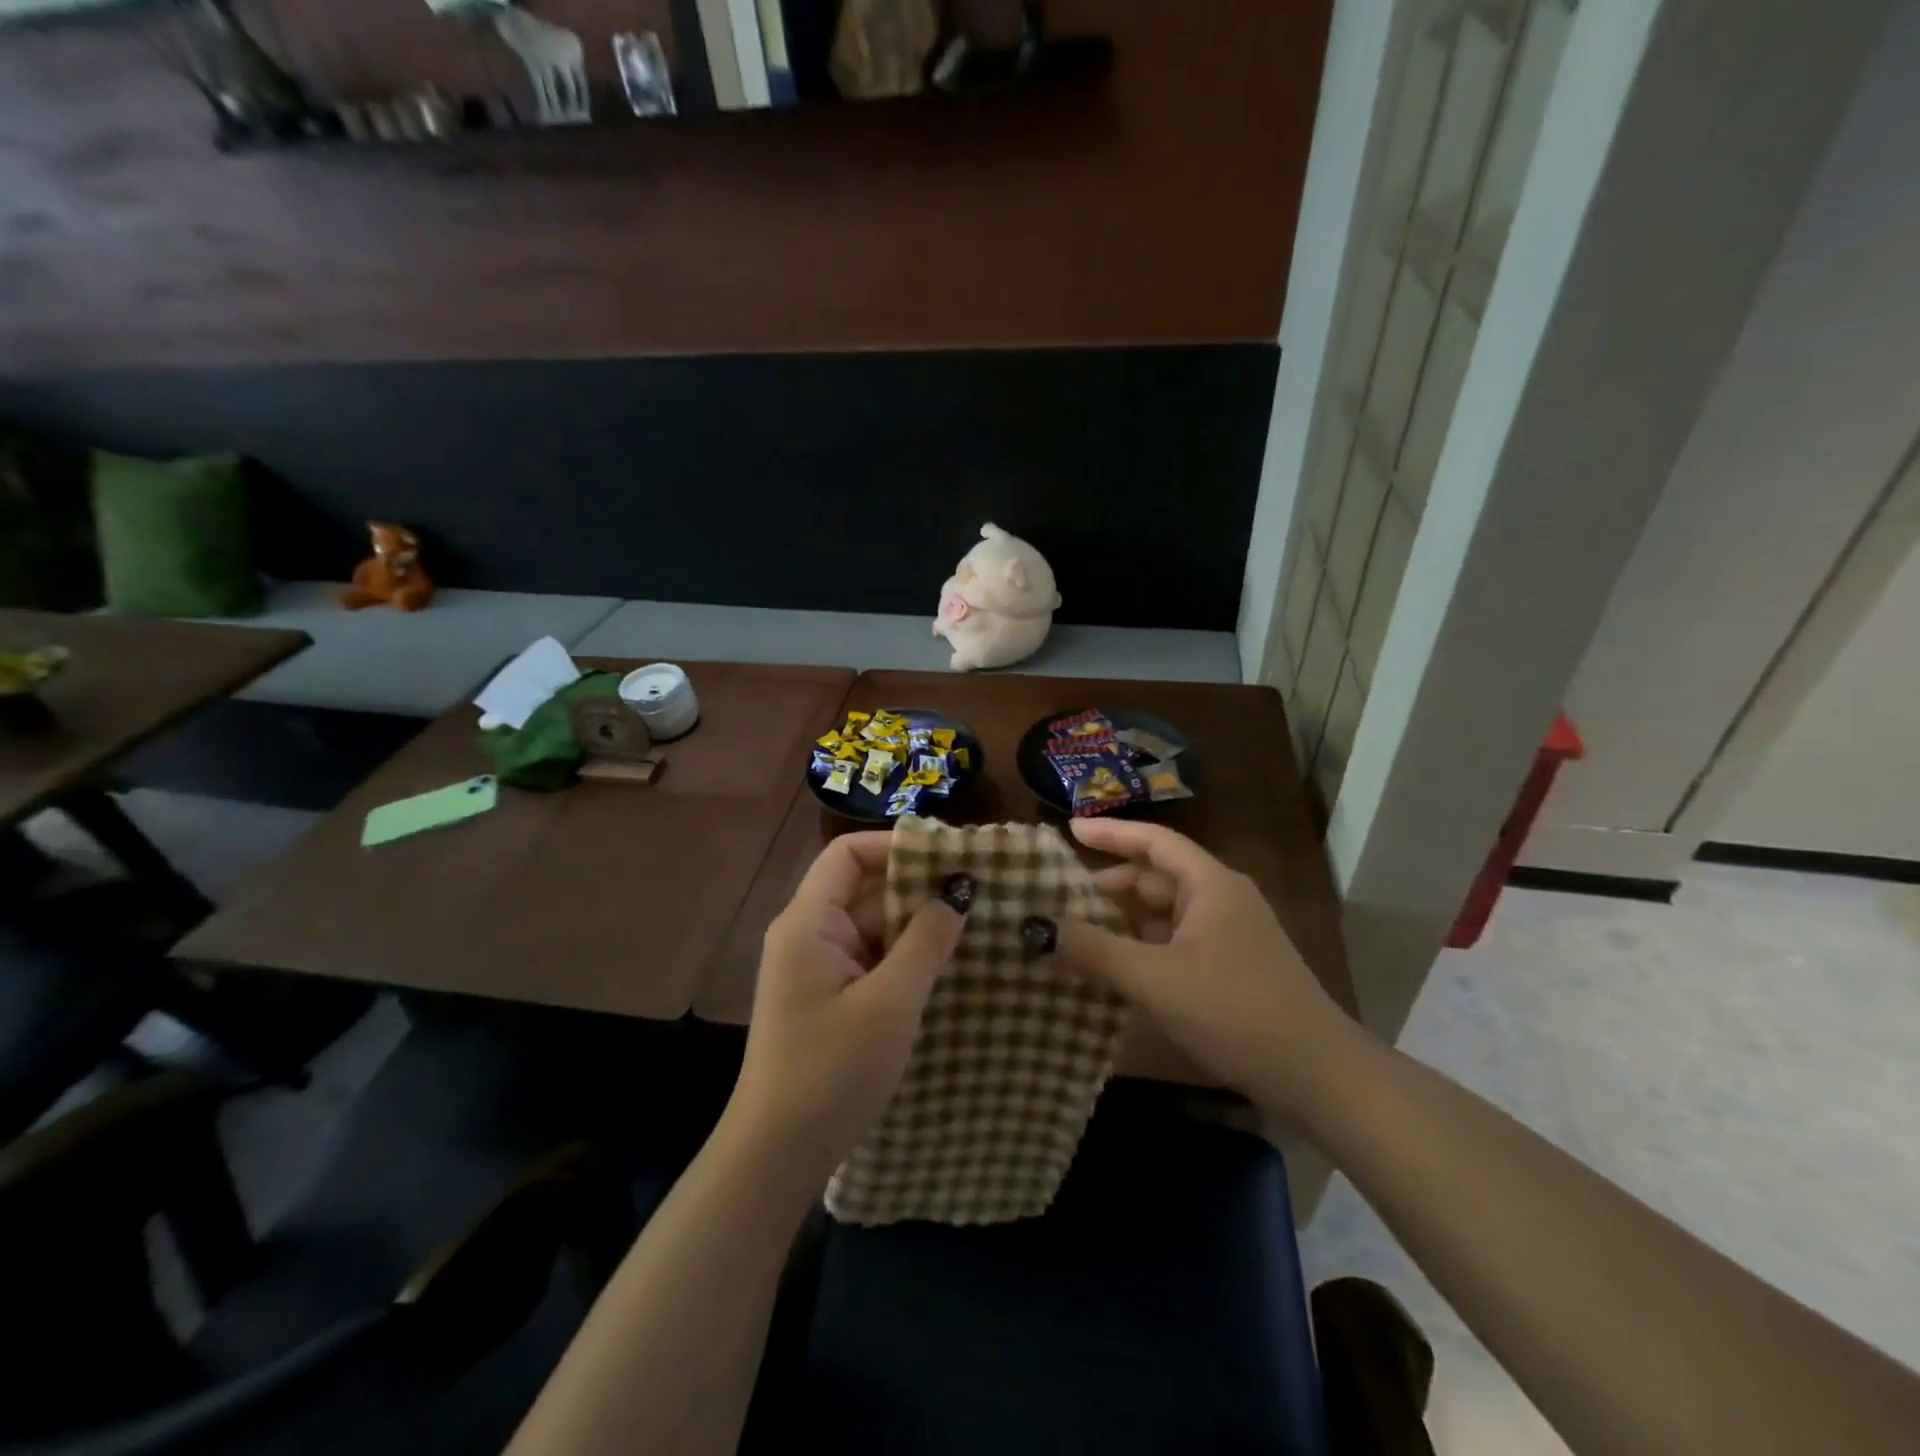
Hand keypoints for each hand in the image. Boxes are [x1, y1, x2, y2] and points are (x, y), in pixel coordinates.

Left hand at [726, 832, 966, 1188]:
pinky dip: (906, 957)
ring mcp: (818, 969)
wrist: (778, 1156)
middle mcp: (809, 936)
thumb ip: (925, 941)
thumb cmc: (831, 1071)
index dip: (895, 846)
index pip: (847, 854)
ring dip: (917, 925)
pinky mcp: (830, 999)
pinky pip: (872, 960)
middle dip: (918, 887)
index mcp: (808, 923)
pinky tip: (948, 964)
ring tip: (976, 921)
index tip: (948, 855)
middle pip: (864, 889)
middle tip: (978, 888)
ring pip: (872, 927)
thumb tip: (957, 890)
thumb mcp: (890, 1003)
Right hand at [1047, 818, 1362, 1121]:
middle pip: (1156, 876)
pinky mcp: (1233, 966)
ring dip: (1124, 919)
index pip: (1153, 841)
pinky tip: (1116, 967)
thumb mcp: (1154, 979)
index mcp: (1210, 884)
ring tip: (1077, 931)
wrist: (1316, 1075)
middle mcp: (1222, 898)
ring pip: (1165, 912)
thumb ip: (1095, 950)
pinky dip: (1143, 946)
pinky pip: (1176, 941)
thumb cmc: (1233, 1011)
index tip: (1067, 830)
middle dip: (1109, 884)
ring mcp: (1231, 934)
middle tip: (1060, 896)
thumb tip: (1038, 927)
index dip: (1109, 832)